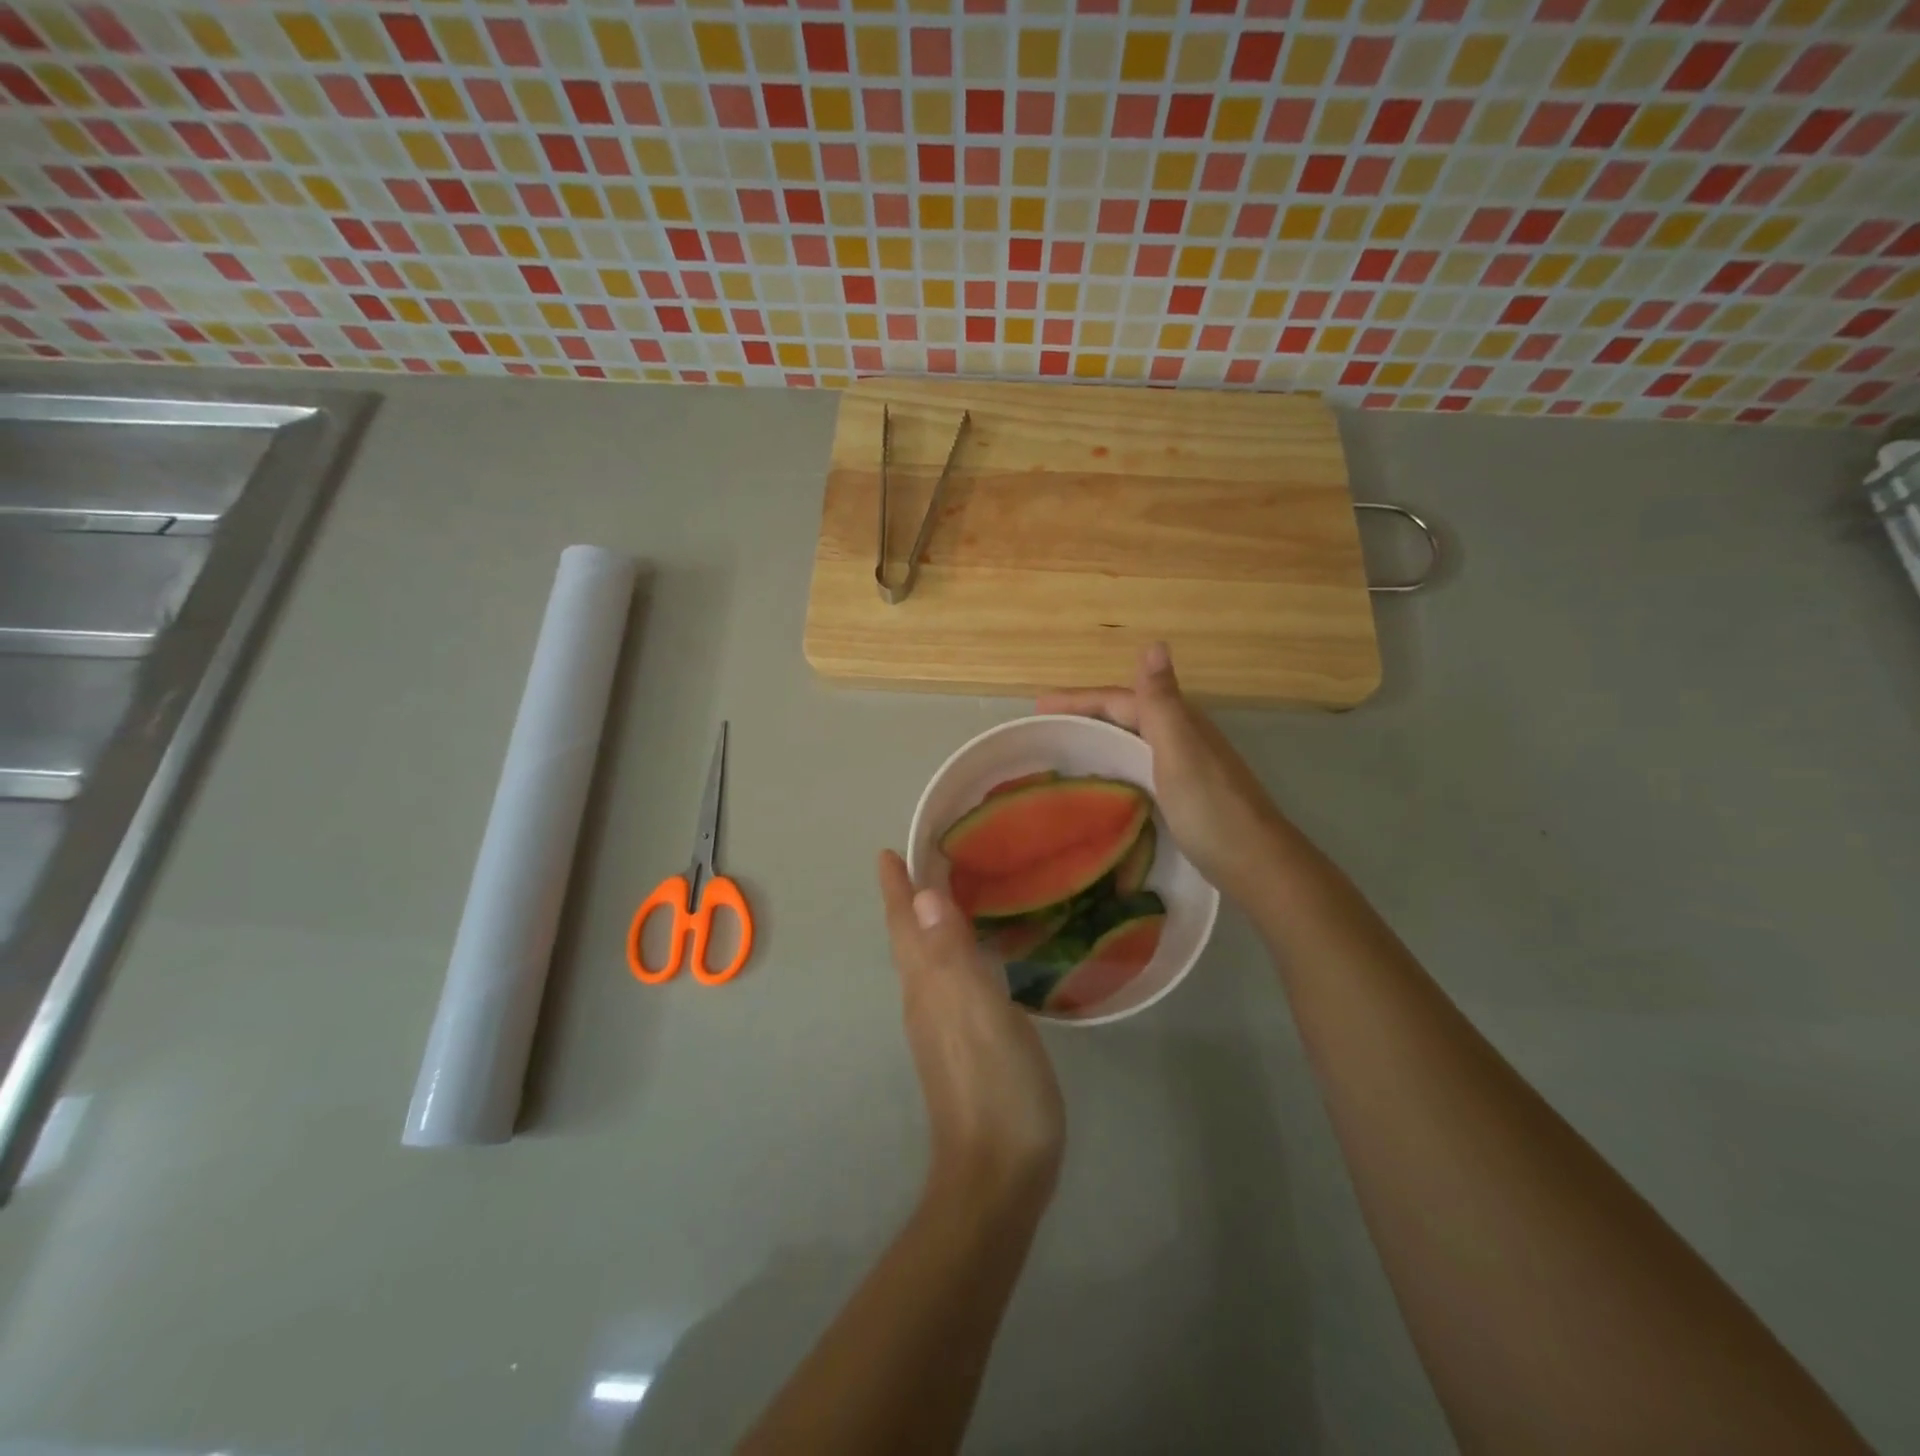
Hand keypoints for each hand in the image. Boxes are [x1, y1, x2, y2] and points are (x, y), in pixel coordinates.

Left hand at [877, 851, 1065, 1214]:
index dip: (897, 890)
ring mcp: (942, 1029)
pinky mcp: (962, 1048)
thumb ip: (951, 953)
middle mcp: (925, 1002)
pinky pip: (948, 983)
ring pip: (927, 962)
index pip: (905, 927)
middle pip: (909, 941)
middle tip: (920, 865)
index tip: (887, 855)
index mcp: (928, 987)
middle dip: (908, 902)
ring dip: (928, 927)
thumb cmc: (996, 1086)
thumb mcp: (979, 1011)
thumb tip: (922, 896)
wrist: (999, 1176)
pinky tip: (974, 957)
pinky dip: (952, 955)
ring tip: (945, 898)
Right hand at [1038, 642, 1283, 903]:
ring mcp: (1186, 765)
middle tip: (1044, 728)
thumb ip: (1161, 702)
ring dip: (1099, 737)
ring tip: (1064, 750)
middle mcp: (1182, 736)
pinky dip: (1115, 764)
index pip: (1118, 699)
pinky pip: (1139, 765)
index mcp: (1177, 722)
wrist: (1257, 864)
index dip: (1078, 699)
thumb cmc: (1210, 808)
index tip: (1037, 707)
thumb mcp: (1179, 750)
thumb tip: (1155, 643)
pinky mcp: (1185, 793)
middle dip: (1085, 715)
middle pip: (1125, 715)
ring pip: (1133, 740)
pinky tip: (1103, 782)